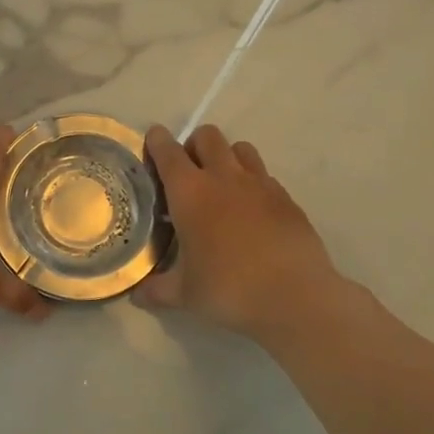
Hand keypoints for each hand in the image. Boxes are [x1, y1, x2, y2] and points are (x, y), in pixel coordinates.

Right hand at [134, 124, 347, 341]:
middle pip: (207, 136)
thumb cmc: (229, 289)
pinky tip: (251, 211)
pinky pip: (264, 175)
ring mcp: (260, 184)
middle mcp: (223, 177)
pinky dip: (253, 183)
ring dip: (226, 157)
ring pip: (240, 148)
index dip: (157, 141)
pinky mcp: (286, 198)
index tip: (153, 140)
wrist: (295, 297)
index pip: (167, 151)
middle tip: (188, 172)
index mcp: (190, 192)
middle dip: (194, 145)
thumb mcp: (184, 294)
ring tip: (222, 185)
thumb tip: (137, 294)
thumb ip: (157, 289)